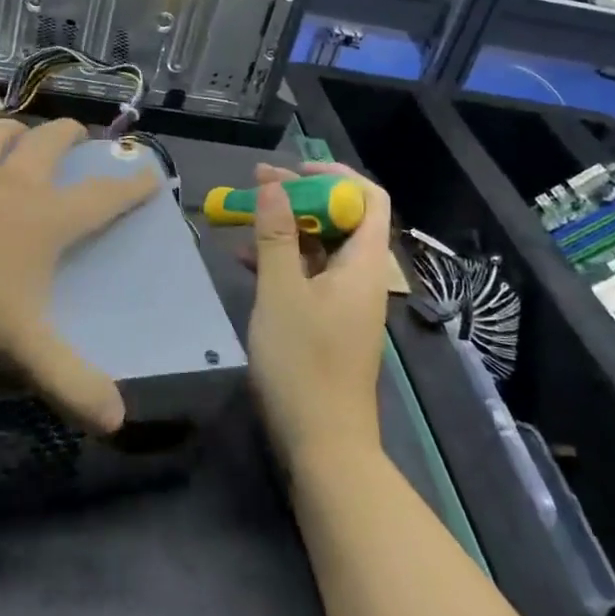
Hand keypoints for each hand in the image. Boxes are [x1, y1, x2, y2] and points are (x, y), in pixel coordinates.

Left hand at [0, 115, 159, 433]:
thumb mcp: (20, 342)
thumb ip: (68, 380)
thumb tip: (118, 421)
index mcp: (45, 220)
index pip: (101, 200)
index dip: (130, 189)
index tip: (151, 173)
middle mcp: (10, 185)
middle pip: (47, 147)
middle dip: (66, 136)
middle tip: (77, 130)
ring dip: (7, 128)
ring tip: (14, 125)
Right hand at [244, 162, 392, 463]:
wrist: (324, 445)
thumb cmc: (304, 363)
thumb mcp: (281, 292)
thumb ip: (276, 235)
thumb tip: (274, 182)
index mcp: (364, 263)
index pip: (368, 198)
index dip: (334, 174)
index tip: (292, 170)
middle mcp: (362, 276)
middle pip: (342, 218)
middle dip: (301, 196)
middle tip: (259, 187)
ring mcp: (346, 300)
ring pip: (322, 246)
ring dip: (287, 227)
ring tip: (246, 216)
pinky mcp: (330, 321)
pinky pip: (311, 274)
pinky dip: (284, 259)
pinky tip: (246, 259)